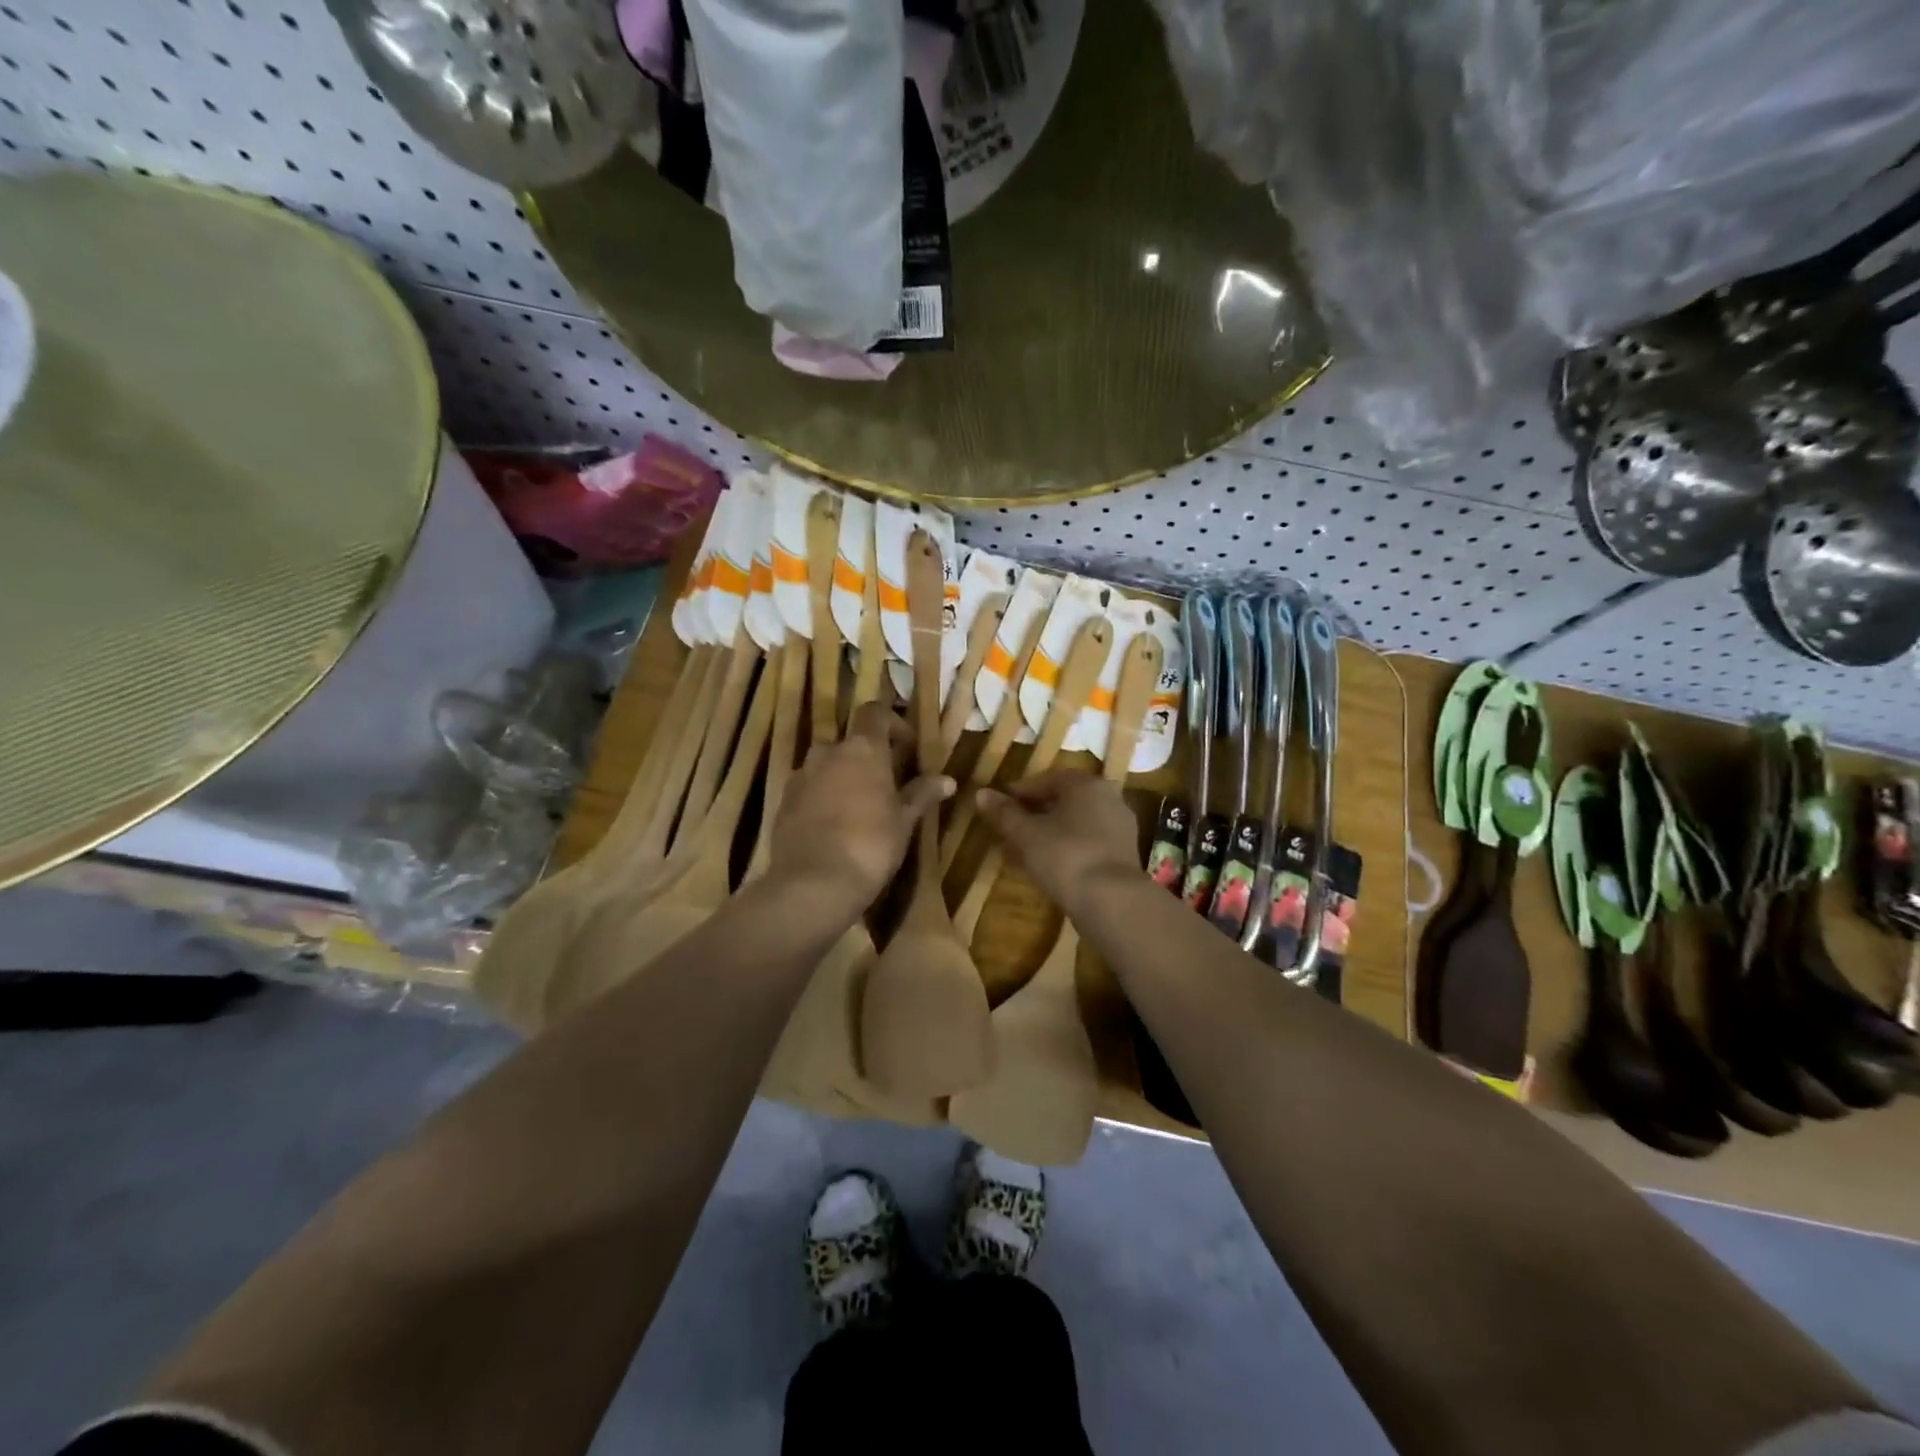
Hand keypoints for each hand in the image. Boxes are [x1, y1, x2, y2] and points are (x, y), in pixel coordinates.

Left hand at [769, 701, 951, 921]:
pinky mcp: (783, 802)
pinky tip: (835, 826)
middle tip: (886, 783)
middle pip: (850, 742)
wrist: (813, 883)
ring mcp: (801, 776)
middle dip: (867, 757)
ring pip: (827, 766)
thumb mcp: (904, 821)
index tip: (907, 747)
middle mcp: (828, 753)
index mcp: (862, 749)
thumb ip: (922, 794)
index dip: (893, 723)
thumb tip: (947, 780)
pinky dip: (822, 798)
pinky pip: (809, 789)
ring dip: (843, 777)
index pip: (875, 713)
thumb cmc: (870, 845)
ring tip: (860, 806)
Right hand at [976, 771, 1143, 916]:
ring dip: (1048, 834)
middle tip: (1008, 830)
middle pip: (1063, 802)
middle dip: (1033, 815)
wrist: (1112, 901)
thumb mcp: (1025, 833)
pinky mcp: (1123, 855)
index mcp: (1086, 784)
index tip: (999, 807)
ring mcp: (1120, 827)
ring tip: (1021, 852)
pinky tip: (1046, 867)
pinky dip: (1066, 849)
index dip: (1019, 793)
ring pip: (1075, 825)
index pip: (1047, 780)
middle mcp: (1108, 798)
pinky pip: (1087, 843)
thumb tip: (982, 793)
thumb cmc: (1065, 856)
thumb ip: (1004, 812)